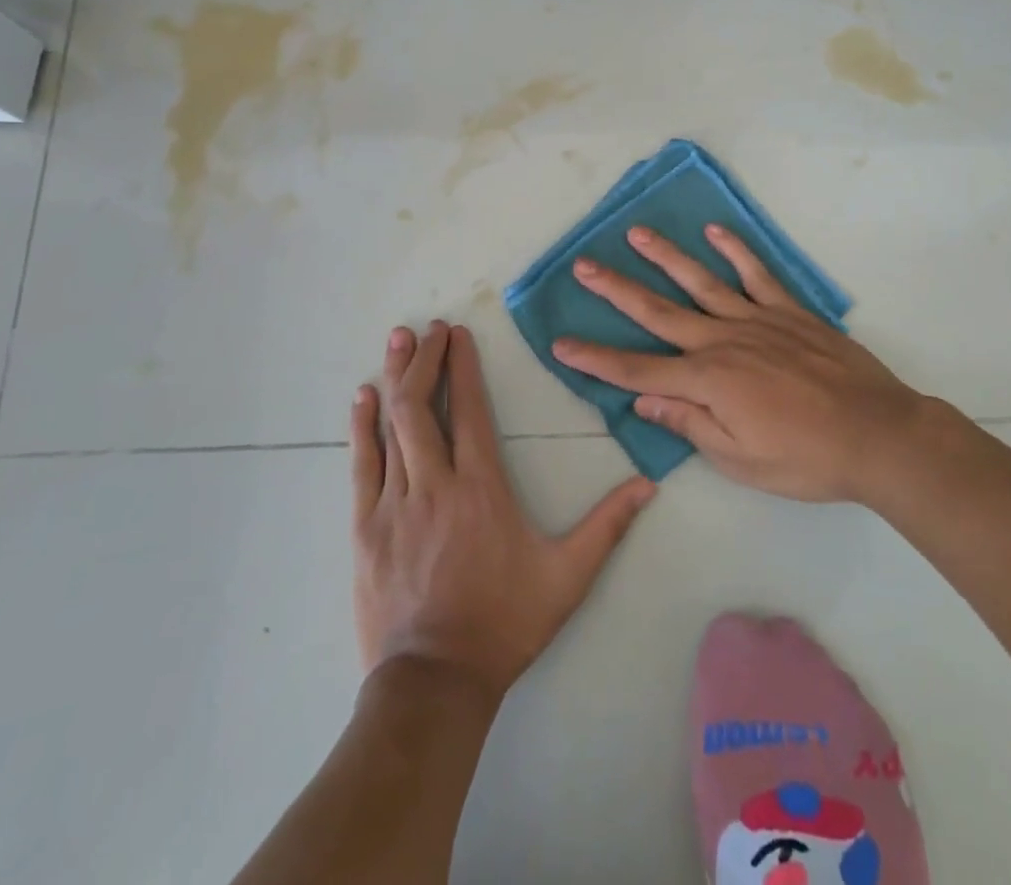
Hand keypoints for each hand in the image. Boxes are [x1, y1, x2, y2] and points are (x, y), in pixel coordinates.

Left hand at [351, 321, 654, 702]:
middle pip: (424, 406)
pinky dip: (362, 426)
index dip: (463, 366)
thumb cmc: (504, 622)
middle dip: (426, 360)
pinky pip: (363, 464)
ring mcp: (395, 503)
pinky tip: (363, 397)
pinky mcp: (366, 526)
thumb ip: (607, 525)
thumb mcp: (567, 576)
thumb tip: (648, 484)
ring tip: (399, 340)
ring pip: (392, 426)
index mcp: (482, 487)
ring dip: (396, 378)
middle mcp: (436, 483)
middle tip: (429, 328)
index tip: (459, 333)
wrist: (435, 682)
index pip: (471, 411)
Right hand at [551, 224, 934, 504]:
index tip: (560, 343)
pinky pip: (756, 275)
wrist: (878, 435)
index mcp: (707, 381)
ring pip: (701, 282)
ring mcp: (757, 320)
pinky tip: (715, 232)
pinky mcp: (789, 311)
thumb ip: (690, 423)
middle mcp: (723, 341)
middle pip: (658, 313)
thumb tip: (644, 400)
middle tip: (584, 265)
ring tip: (637, 234)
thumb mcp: (740, 460)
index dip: (596, 359)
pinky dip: (736, 252)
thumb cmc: (806, 458)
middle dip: (617, 290)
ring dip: (666, 258)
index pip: (637, 370)